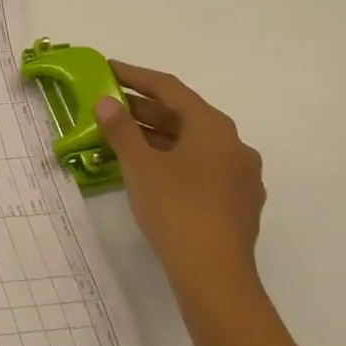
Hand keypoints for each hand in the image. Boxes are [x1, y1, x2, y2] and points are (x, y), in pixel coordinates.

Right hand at [93, 62, 265, 317]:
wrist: (215, 277)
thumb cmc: (176, 210)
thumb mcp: (139, 165)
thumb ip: (120, 129)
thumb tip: (105, 102)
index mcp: (214, 127)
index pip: (170, 88)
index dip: (136, 76)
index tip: (108, 68)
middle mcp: (234, 145)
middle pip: (183, 116)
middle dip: (144, 109)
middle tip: (108, 105)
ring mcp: (240, 177)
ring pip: (192, 145)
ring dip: (156, 137)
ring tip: (120, 138)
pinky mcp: (237, 205)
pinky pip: (200, 169)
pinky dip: (172, 161)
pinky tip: (148, 173)